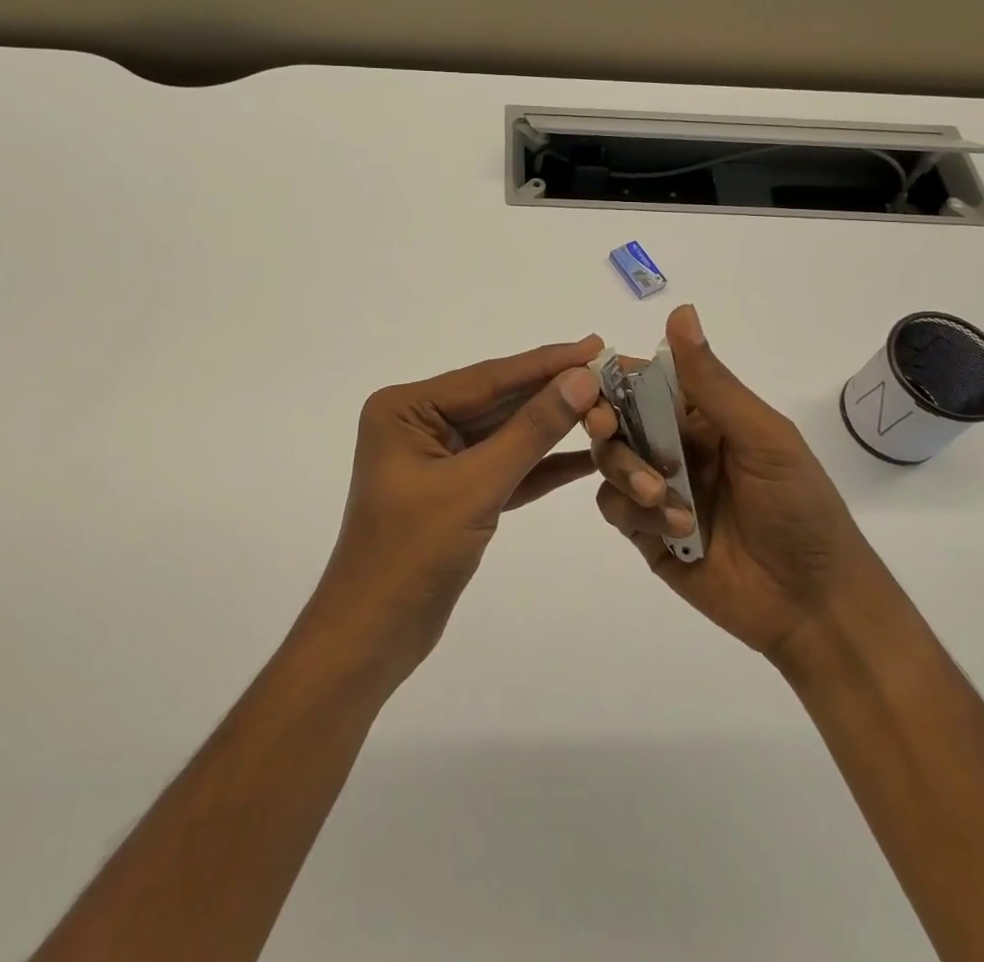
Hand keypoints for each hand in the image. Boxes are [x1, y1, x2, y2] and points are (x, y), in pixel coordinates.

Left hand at [314, 336, 604, 679]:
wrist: (373, 638)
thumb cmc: (412, 554)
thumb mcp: (476, 486)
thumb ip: (530, 431)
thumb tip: (581, 379)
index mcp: (405, 408)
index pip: (487, 378)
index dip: (545, 363)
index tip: (594, 345)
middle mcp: (419, 423)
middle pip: (498, 401)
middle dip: (553, 391)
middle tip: (610, 369)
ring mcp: (437, 458)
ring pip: (505, 434)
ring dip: (554, 426)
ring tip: (608, 404)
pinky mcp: (456, 491)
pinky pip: (505, 467)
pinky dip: (542, 464)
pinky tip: (588, 454)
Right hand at [586, 306, 871, 663]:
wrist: (814, 604)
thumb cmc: (799, 507)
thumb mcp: (762, 436)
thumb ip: (711, 381)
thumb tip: (680, 311)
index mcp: (702, 416)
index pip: (646, 381)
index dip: (616, 377)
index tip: (593, 380)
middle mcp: (674, 446)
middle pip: (616, 419)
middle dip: (606, 422)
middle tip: (605, 429)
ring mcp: (657, 490)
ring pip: (609, 462)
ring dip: (627, 472)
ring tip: (662, 498)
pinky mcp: (646, 533)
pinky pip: (614, 508)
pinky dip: (635, 512)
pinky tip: (675, 529)